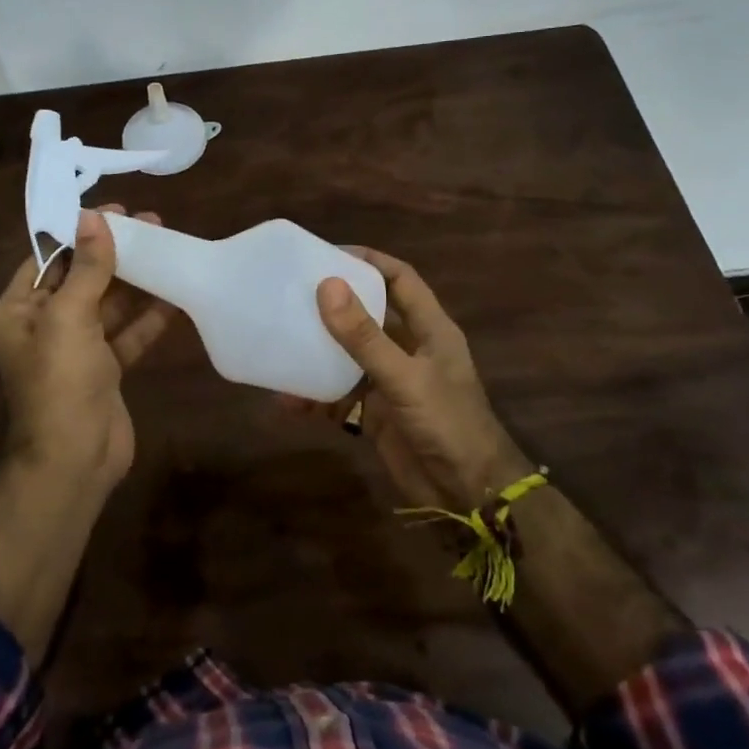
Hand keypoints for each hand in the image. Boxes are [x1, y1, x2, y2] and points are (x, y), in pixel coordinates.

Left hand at [0, 205, 176, 487]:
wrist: (75, 460)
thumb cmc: (60, 382)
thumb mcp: (69, 317)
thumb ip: (86, 267)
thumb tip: (93, 217)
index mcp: (20, 310)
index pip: (49, 258)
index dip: (80, 232)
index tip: (115, 211)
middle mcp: (45, 325)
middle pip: (82, 277)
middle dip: (114, 252)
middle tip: (152, 223)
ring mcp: (78, 348)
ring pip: (109, 304)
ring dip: (136, 279)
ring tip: (169, 246)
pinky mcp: (106, 369)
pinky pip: (128, 333)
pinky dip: (150, 316)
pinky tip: (176, 293)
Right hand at [293, 247, 530, 510]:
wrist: (467, 494)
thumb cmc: (447, 424)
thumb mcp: (404, 377)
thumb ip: (364, 336)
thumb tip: (327, 286)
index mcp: (429, 329)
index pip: (400, 279)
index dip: (370, 261)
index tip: (329, 253)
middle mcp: (410, 349)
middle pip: (369, 314)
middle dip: (335, 303)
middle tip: (294, 291)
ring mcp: (391, 382)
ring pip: (349, 355)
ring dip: (319, 351)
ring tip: (282, 338)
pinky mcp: (376, 414)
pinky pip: (339, 396)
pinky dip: (315, 396)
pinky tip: (287, 399)